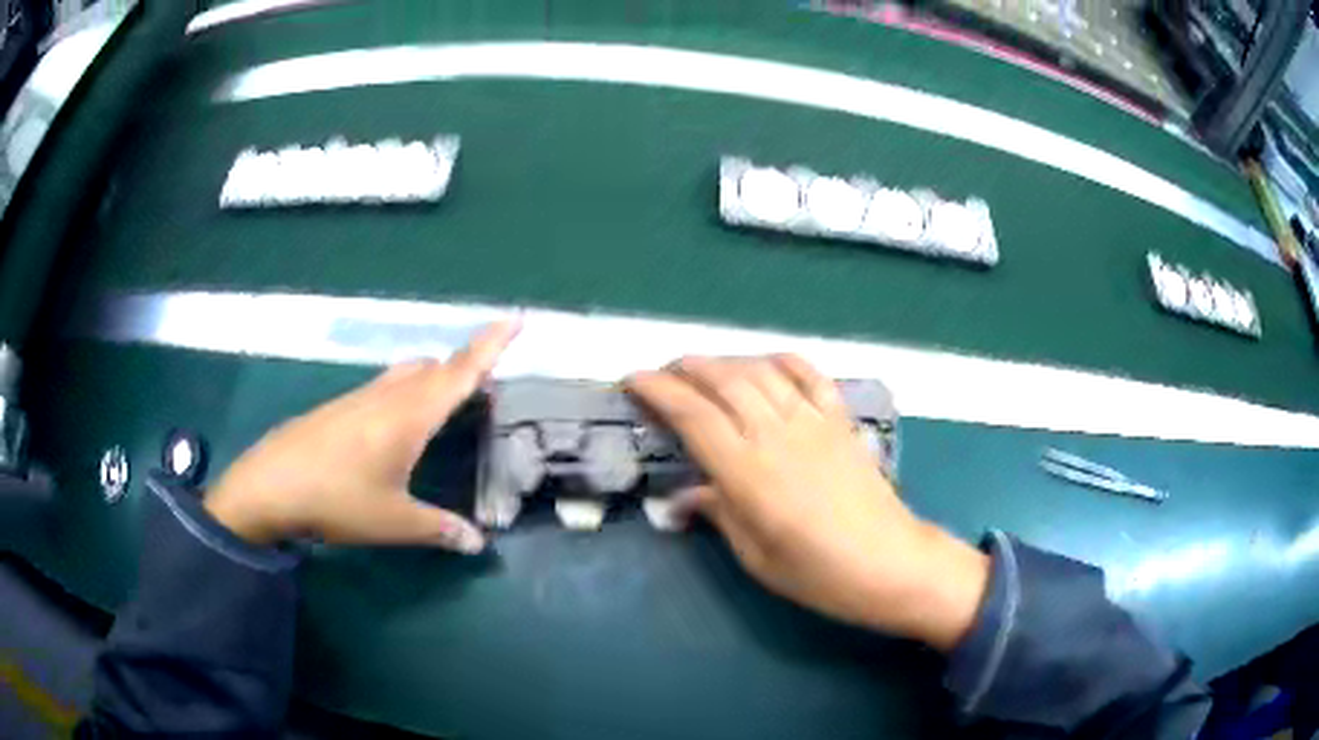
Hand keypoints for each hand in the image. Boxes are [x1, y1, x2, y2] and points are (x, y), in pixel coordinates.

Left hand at [204, 321, 519, 552]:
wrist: (271, 485)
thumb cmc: (338, 499)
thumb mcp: (394, 522)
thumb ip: (439, 529)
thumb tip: (478, 544)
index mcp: (410, 415)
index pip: (459, 371)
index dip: (490, 345)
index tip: (516, 319)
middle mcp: (387, 396)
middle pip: (435, 366)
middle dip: (465, 366)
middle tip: (486, 384)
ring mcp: (360, 397)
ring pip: (407, 373)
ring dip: (433, 377)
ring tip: (446, 402)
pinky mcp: (341, 407)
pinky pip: (385, 386)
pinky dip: (406, 391)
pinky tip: (397, 426)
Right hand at [626, 356, 988, 650]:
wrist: (890, 564)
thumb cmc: (818, 574)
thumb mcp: (756, 556)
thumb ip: (717, 514)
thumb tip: (680, 498)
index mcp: (748, 472)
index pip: (692, 416)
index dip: (657, 391)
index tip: (632, 381)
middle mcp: (776, 435)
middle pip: (723, 381)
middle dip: (685, 369)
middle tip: (662, 374)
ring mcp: (813, 422)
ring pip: (761, 372)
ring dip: (725, 361)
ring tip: (702, 367)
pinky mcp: (840, 421)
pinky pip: (809, 376)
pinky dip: (783, 360)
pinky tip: (766, 362)